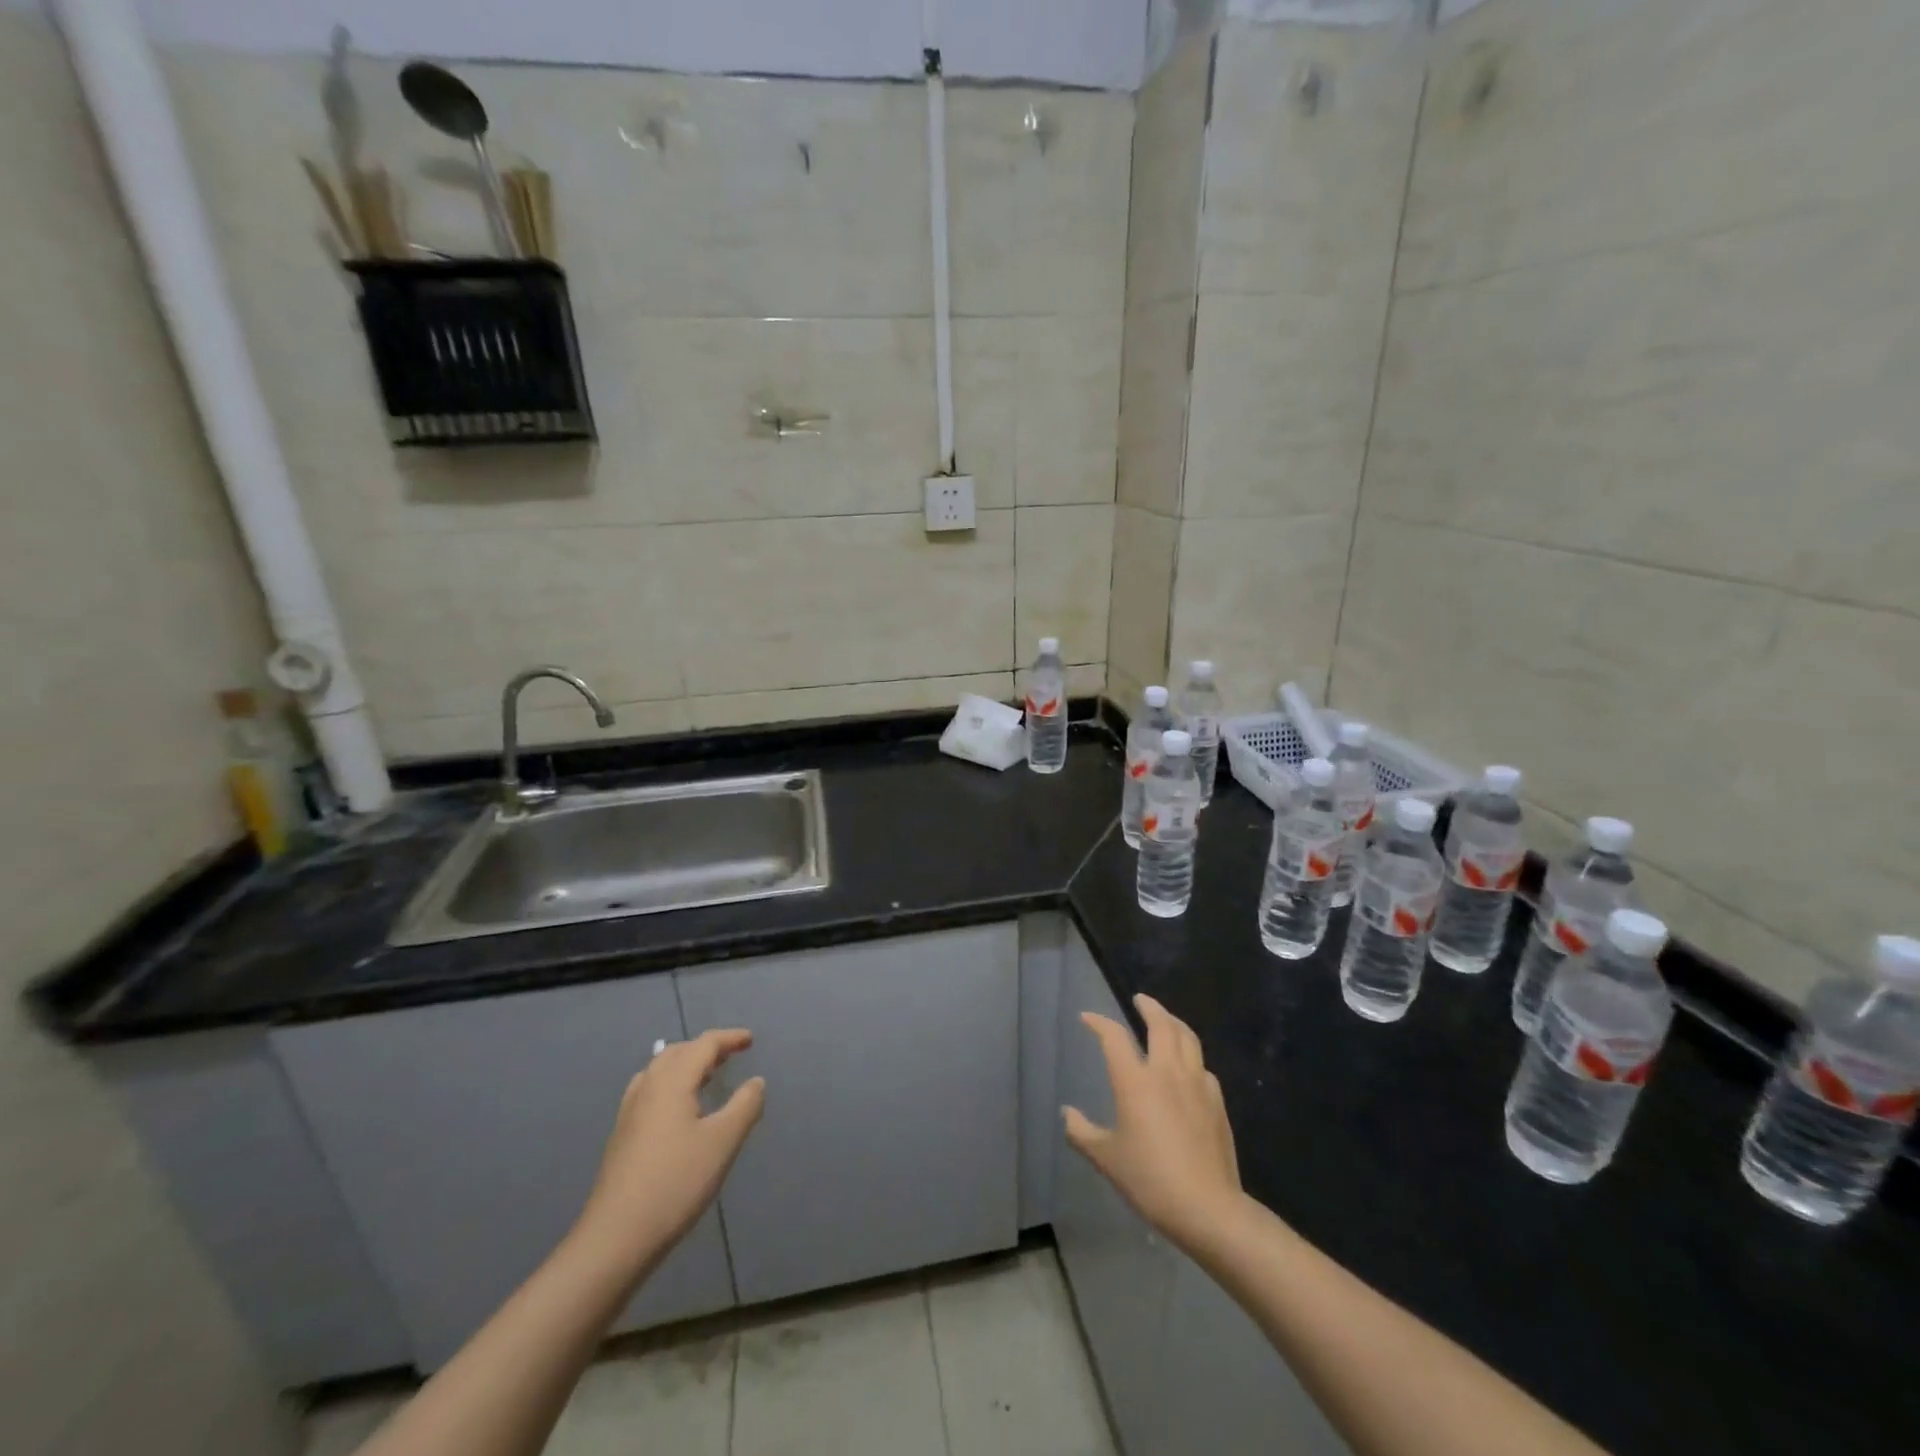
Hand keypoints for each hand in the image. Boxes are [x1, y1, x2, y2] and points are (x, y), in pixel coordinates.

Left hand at [573, 1029, 765, 1276]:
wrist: (616, 1238)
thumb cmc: (676, 1183)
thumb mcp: (722, 1142)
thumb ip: (745, 1106)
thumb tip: (756, 1082)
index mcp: (672, 1082)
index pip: (703, 1045)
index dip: (729, 1039)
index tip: (750, 1040)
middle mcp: (647, 1088)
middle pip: (677, 1052)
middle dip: (705, 1049)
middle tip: (730, 1056)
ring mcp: (629, 1113)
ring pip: (659, 1071)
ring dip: (685, 1065)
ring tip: (707, 1078)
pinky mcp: (622, 1136)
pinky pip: (650, 1092)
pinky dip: (671, 1085)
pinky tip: (680, 1112)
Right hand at [1063, 994, 1242, 1251]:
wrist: (1207, 1207)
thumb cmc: (1150, 1180)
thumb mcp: (1106, 1159)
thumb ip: (1082, 1133)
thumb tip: (1067, 1114)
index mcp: (1135, 1080)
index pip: (1113, 1037)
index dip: (1098, 1023)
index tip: (1087, 1018)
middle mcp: (1166, 1071)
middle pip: (1160, 1024)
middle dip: (1149, 1007)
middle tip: (1140, 999)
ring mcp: (1196, 1084)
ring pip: (1187, 1038)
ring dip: (1174, 1022)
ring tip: (1166, 1020)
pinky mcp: (1216, 1101)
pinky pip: (1202, 1066)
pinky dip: (1191, 1055)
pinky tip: (1189, 1067)